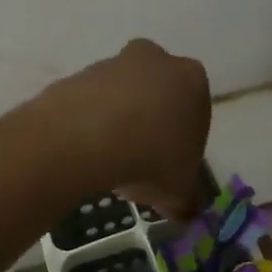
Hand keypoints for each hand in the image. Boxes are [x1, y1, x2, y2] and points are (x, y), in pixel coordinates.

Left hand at [48, 40, 210, 219]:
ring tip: (107, 165)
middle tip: (138, 168)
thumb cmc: (150, 158)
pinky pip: (89, 104)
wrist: (86, 137)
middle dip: (149, 129)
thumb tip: (185, 210)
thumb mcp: (179, 191)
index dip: (182, 148)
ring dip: (118, 126)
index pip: (195, 115)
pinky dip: (88, 125)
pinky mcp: (77, 75)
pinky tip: (84, 153)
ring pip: (121, 99)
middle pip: (156, 99)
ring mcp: (112, 64)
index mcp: (192, 80)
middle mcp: (154, 61)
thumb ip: (186, 200)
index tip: (168, 173)